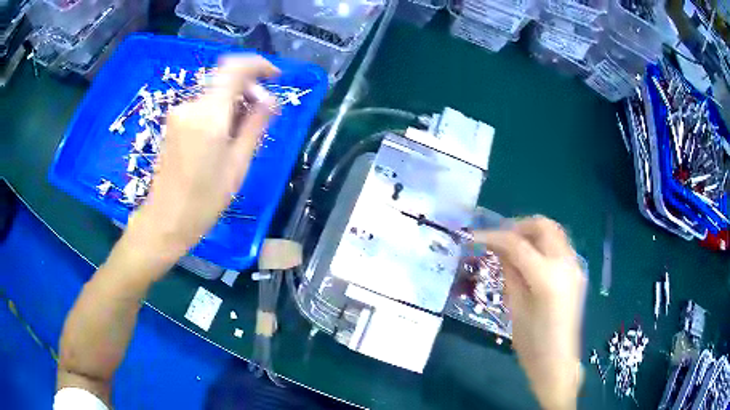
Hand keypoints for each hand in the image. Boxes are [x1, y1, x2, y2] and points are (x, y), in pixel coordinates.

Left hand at [122, 55, 279, 275]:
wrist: (165, 221)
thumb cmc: (204, 201)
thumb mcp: (237, 165)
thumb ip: (255, 125)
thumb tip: (270, 99)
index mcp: (209, 114)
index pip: (235, 68)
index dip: (259, 65)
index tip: (275, 76)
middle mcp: (191, 105)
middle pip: (225, 79)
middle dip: (249, 88)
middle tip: (263, 113)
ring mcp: (179, 113)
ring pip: (214, 93)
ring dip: (234, 102)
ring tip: (244, 130)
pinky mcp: (173, 123)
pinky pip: (203, 105)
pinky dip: (219, 110)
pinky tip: (224, 135)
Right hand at [474, 216, 585, 409]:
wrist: (557, 361)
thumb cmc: (531, 343)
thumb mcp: (515, 307)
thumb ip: (509, 272)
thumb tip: (498, 248)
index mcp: (547, 277)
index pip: (517, 244)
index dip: (493, 236)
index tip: (475, 236)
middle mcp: (565, 263)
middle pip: (543, 226)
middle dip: (518, 226)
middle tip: (499, 239)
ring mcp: (575, 266)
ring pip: (554, 232)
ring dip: (532, 233)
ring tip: (513, 247)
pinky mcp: (577, 272)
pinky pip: (559, 246)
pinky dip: (543, 244)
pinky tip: (530, 260)